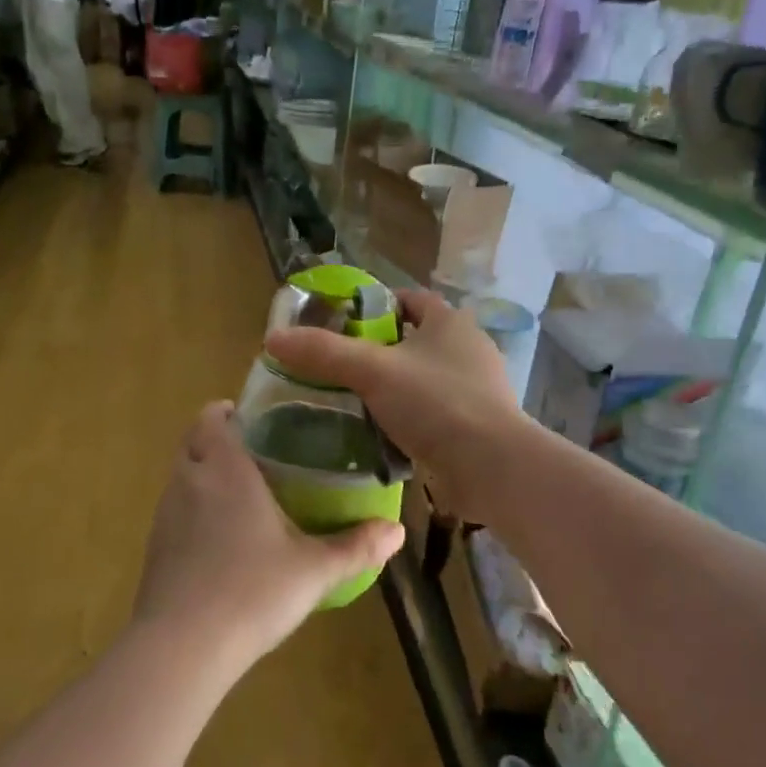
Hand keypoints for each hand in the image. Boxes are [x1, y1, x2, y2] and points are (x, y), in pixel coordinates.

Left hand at [134, 402, 403, 674]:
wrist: (182, 647)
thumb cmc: (252, 591)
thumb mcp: (314, 570)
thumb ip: (356, 547)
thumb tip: (397, 531)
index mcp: (225, 468)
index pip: (212, 418)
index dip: (227, 412)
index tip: (253, 420)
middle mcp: (189, 480)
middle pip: (194, 442)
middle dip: (218, 441)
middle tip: (256, 456)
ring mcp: (165, 514)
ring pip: (182, 476)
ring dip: (204, 475)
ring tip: (241, 496)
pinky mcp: (154, 548)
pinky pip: (174, 511)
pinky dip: (193, 511)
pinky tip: (219, 542)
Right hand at [264, 290, 520, 520]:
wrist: (492, 467)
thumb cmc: (436, 403)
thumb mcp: (372, 372)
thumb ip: (323, 353)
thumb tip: (273, 338)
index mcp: (449, 323)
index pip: (410, 299)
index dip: (376, 305)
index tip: (341, 323)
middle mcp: (467, 349)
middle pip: (413, 340)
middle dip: (378, 352)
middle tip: (338, 367)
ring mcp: (475, 389)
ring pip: (421, 380)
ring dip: (392, 389)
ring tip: (351, 402)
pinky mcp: (475, 425)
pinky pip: (431, 413)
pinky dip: (407, 419)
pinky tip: (378, 435)